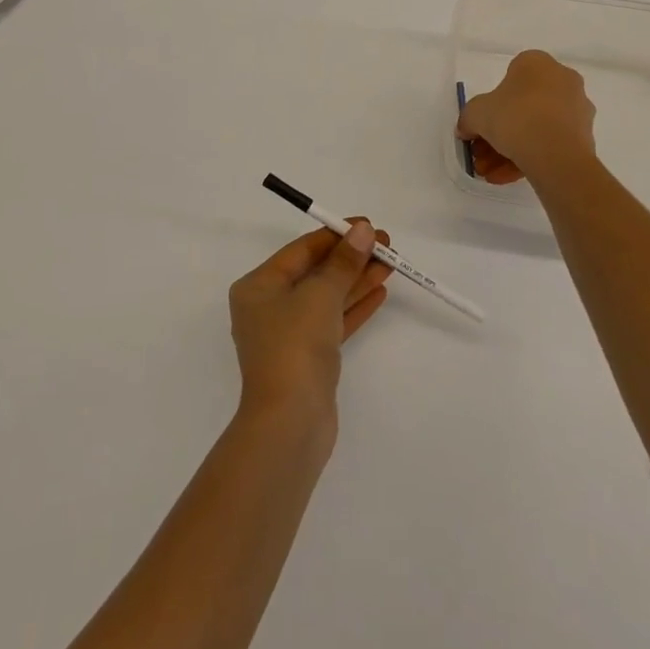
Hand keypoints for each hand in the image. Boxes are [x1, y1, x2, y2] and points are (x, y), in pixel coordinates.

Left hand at [229, 220, 392, 428]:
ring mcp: (288, 334)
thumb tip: (363, 230)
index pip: (301, 250)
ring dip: (357, 279)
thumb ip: (344, 262)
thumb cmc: (295, 346)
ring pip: (327, 297)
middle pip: (315, 272)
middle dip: (350, 258)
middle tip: (386, 246)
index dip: (336, 235)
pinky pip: (333, 321)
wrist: (290, 423)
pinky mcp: (308, 358)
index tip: (368, 225)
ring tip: (390, 265)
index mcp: (258, 286)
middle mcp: (269, 306)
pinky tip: (379, 292)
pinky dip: (354, 306)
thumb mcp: (321, 295)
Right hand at [456, 49, 597, 184]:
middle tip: (482, 155)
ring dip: (510, 150)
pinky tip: (508, 178)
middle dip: (499, 134)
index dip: (490, 104)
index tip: (480, 127)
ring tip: (491, 173)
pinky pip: (550, 144)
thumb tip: (466, 130)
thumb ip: (468, 118)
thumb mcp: (476, 113)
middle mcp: (562, 79)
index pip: (508, 79)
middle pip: (522, 107)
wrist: (555, 153)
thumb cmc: (514, 117)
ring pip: (536, 128)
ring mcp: (577, 108)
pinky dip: (530, 158)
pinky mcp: (585, 136)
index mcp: (537, 63)